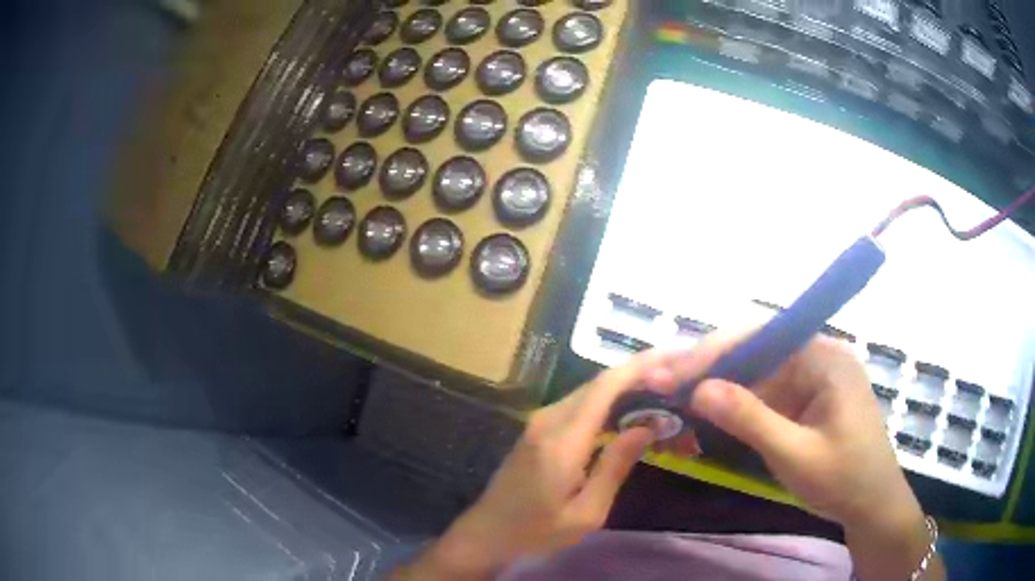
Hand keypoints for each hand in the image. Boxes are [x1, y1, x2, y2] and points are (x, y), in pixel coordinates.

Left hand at [392, 349, 683, 580]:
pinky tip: (630, 407)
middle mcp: (549, 420)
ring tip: (663, 385)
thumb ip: (615, 467)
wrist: (487, 531)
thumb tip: (646, 427)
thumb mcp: (586, 512)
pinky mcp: (538, 428)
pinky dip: (609, 399)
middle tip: (677, 371)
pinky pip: (579, 404)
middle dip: (639, 371)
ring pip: (589, 390)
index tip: (673, 357)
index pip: (605, 387)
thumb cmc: (537, 530)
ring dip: (625, 384)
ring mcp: (540, 421)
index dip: (640, 367)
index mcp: (563, 440)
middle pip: (599, 382)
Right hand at [659, 332, 941, 579]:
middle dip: (710, 365)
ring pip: (758, 370)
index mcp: (825, 357)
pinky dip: (736, 401)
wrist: (872, 505)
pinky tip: (710, 408)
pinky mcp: (805, 398)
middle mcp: (818, 356)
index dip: (715, 351)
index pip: (764, 336)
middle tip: (664, 382)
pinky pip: (766, 391)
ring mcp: (812, 377)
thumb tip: (699, 390)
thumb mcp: (796, 454)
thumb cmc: (844, 479)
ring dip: (719, 383)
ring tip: (675, 393)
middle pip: (757, 349)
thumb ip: (750, 419)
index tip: (674, 374)